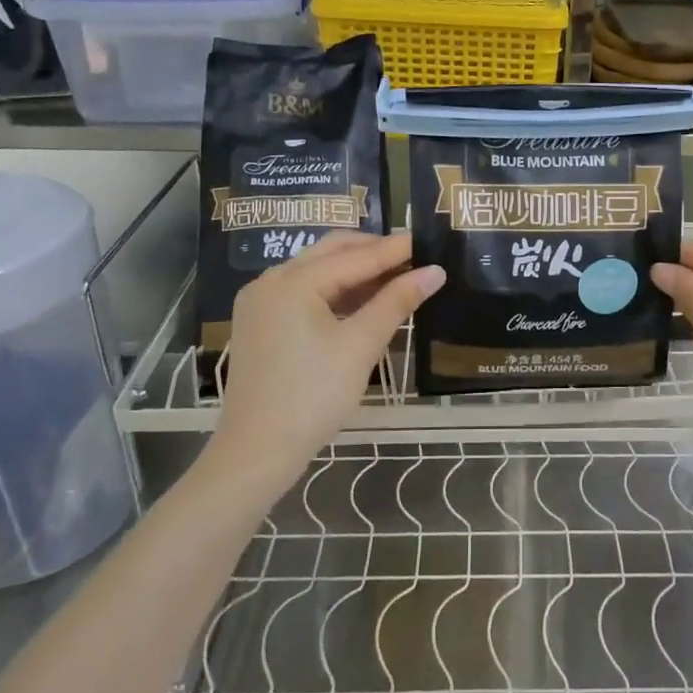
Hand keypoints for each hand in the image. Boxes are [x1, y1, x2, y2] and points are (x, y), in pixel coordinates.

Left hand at [214, 232, 443, 485]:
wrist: (257, 451)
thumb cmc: (313, 396)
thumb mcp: (360, 346)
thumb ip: (396, 302)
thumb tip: (435, 271)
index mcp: (293, 281)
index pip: (355, 255)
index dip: (395, 249)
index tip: (428, 240)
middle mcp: (271, 281)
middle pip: (331, 252)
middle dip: (373, 252)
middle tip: (414, 257)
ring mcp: (261, 302)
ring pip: (317, 273)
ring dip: (356, 273)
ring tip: (397, 278)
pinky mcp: (261, 324)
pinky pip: (304, 294)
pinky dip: (335, 293)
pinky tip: (364, 303)